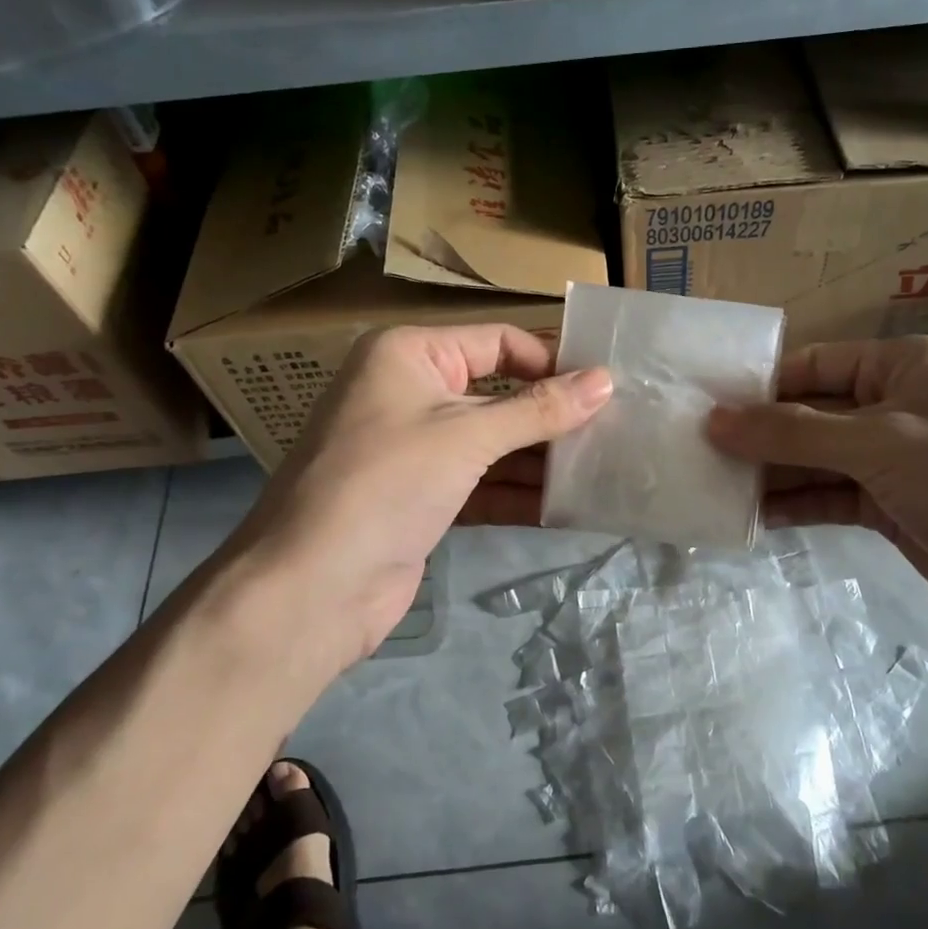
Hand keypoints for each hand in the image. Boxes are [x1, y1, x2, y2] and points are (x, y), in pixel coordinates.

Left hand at [225, 325, 611, 664]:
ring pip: (492, 443)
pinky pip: (481, 483)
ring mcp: (414, 448)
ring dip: (539, 459)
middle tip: (614, 430)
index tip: (605, 387)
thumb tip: (606, 381)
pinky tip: (566, 507)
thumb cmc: (386, 483)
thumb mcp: (467, 437)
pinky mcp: (421, 497)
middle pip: (498, 394)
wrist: (313, 586)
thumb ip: (539, 410)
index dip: (551, 361)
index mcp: (409, 355)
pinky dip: (517, 493)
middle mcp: (409, 392)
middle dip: (550, 416)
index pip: (497, 342)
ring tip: (601, 469)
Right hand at [707, 337, 927, 665]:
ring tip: (712, 485)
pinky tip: (754, 517)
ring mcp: (896, 460)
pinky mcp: (894, 507)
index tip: (700, 407)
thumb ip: (793, 433)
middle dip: (758, 433)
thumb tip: (715, 421)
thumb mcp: (881, 445)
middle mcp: (897, 405)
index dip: (758, 385)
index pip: (814, 364)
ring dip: (772, 473)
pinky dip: (797, 505)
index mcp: (905, 366)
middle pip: (810, 413)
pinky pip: (832, 496)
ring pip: (817, 458)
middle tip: (694, 451)